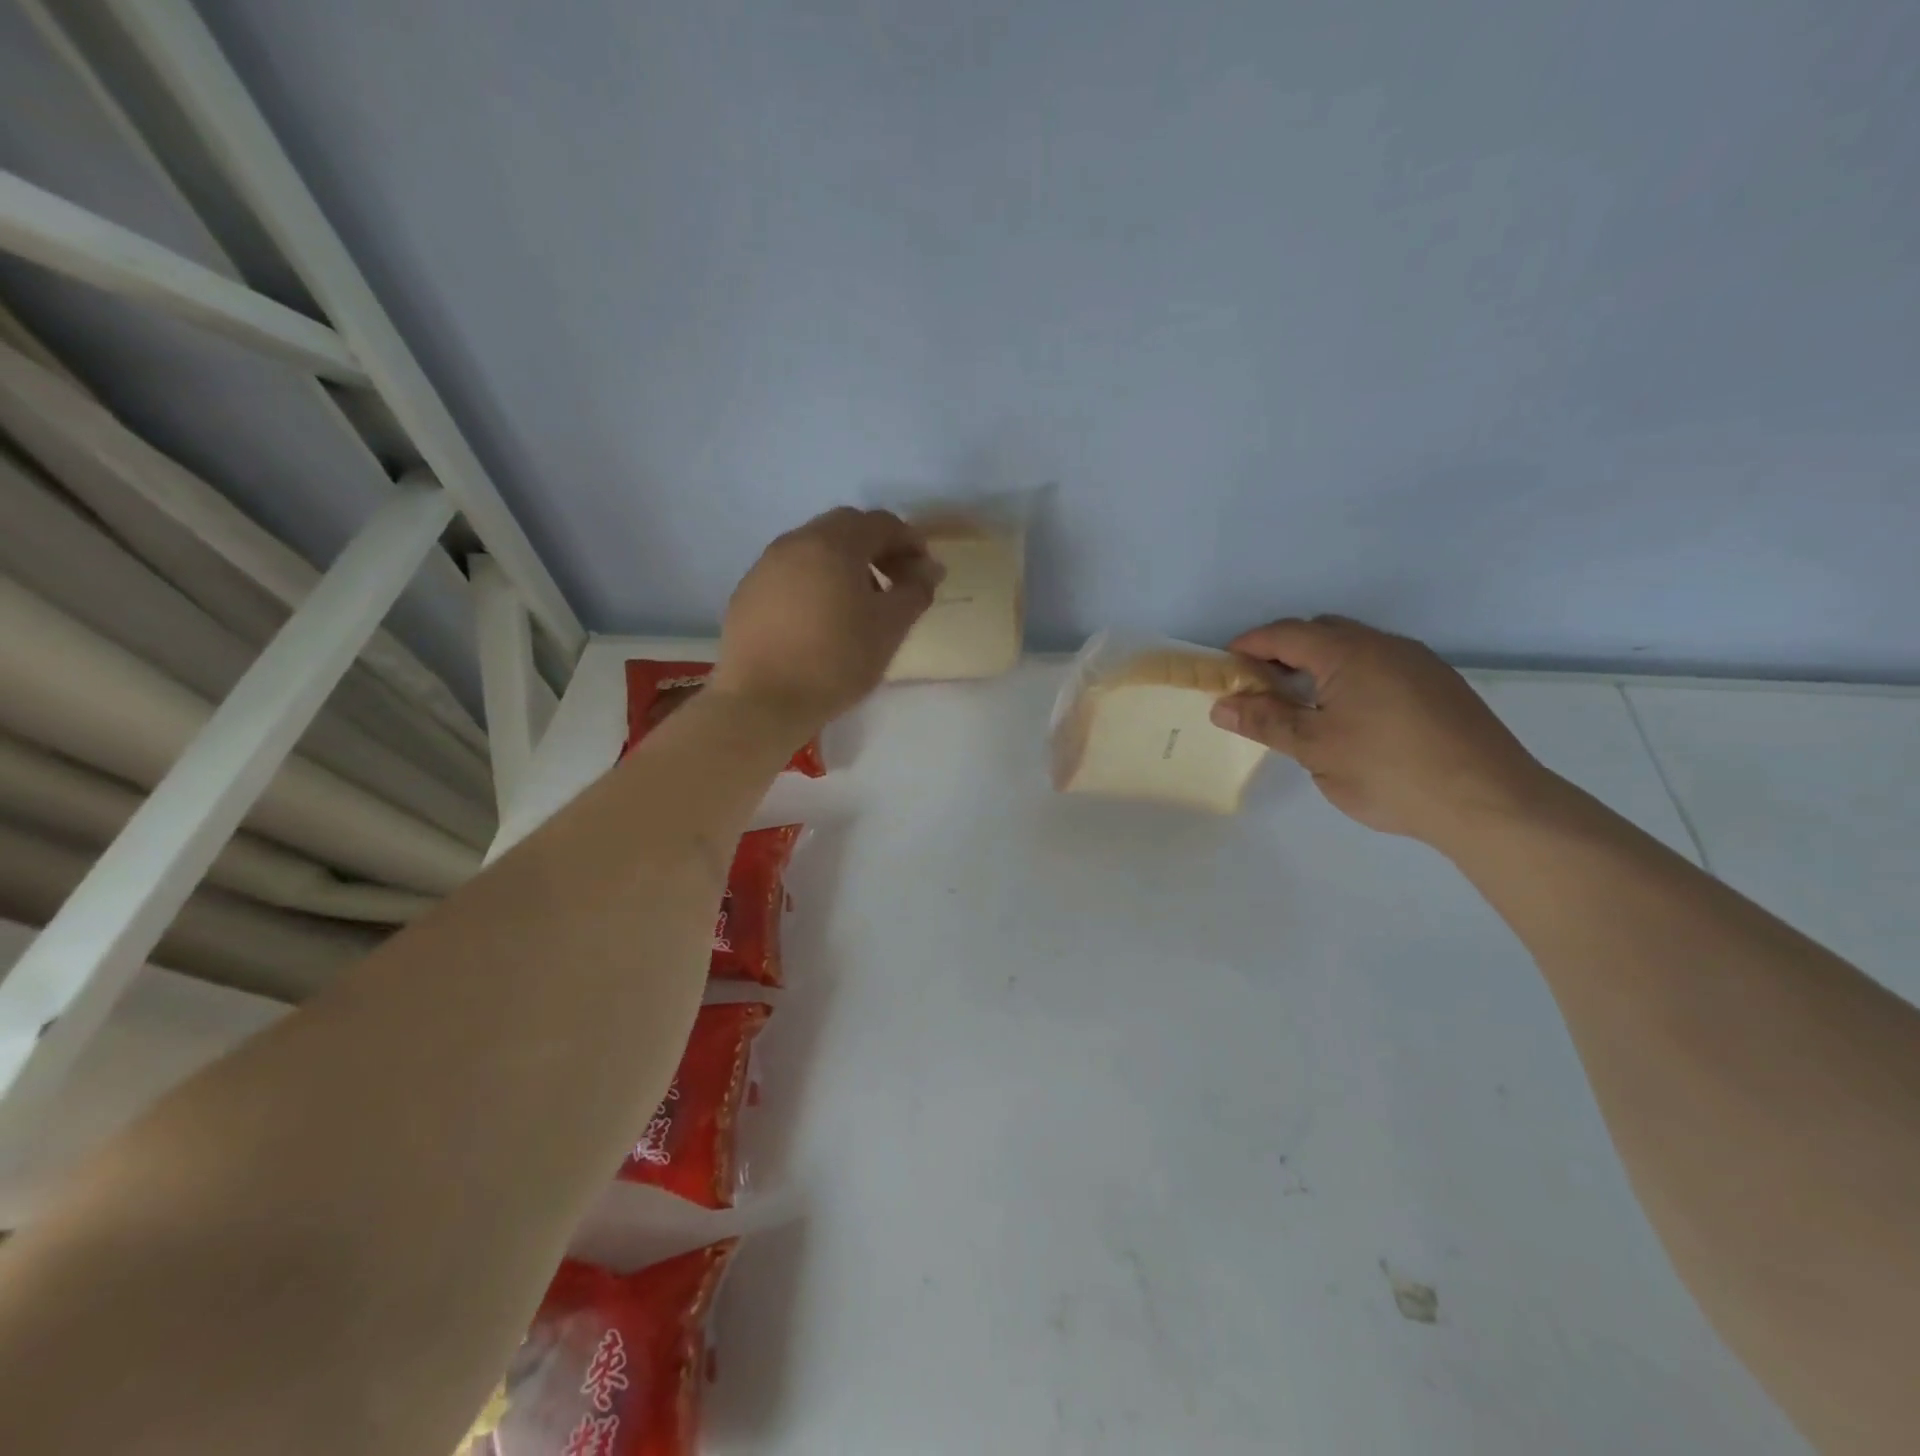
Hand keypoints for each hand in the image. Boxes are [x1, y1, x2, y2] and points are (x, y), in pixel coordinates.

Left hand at [710, 507, 939, 731]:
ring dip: (844, 564)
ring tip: (859, 604)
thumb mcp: (889, 628)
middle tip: (895, 582)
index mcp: (833, 544)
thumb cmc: (836, 661)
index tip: (925, 572)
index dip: (910, 542)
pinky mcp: (747, 593)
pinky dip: (815, 582)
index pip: (881, 523)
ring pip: (814, 549)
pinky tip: (821, 619)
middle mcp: (795, 542)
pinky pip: (790, 573)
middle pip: (844, 528)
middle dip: (876, 548)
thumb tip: (930, 569)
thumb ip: (915, 591)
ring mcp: (765, 566)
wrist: (762, 701)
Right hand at [1211, 616, 1561, 849]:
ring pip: (1354, 648)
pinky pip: (1380, 665)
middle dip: (1283, 651)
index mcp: (1349, 652)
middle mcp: (1385, 645)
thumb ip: (1265, 721)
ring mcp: (1418, 663)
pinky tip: (1351, 717)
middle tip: (1260, 687)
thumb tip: (1222, 706)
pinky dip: (1351, 677)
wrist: (1490, 801)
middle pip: (1321, 631)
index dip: (1249, 645)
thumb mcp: (1314, 749)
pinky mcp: (1440, 686)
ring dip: (1319, 665)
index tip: (1224, 667)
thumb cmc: (1389, 771)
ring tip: (1302, 704)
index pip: (1285, 633)